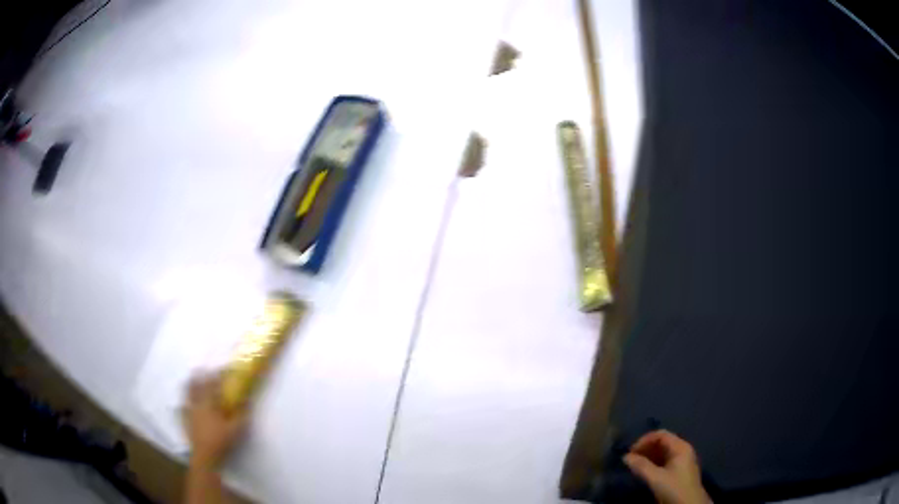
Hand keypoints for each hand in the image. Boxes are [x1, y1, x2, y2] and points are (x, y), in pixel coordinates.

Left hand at [184, 373, 247, 467]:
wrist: (205, 456)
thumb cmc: (221, 441)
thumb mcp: (236, 429)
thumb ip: (242, 414)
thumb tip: (248, 400)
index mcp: (209, 403)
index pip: (212, 384)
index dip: (217, 375)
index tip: (223, 369)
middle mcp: (197, 403)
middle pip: (196, 385)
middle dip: (200, 376)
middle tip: (204, 371)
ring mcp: (189, 411)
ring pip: (187, 393)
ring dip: (190, 385)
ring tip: (192, 380)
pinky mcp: (186, 420)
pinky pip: (182, 406)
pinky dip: (184, 401)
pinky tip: (185, 402)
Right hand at [623, 430, 711, 503]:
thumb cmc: (674, 488)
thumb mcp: (656, 478)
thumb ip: (641, 466)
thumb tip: (625, 457)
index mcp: (680, 447)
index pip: (661, 435)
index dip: (644, 440)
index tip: (630, 452)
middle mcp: (682, 449)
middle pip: (662, 442)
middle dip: (645, 448)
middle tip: (631, 459)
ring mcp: (682, 460)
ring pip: (663, 452)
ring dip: (648, 456)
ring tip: (635, 466)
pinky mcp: (679, 470)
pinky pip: (665, 461)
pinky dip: (654, 463)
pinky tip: (645, 471)